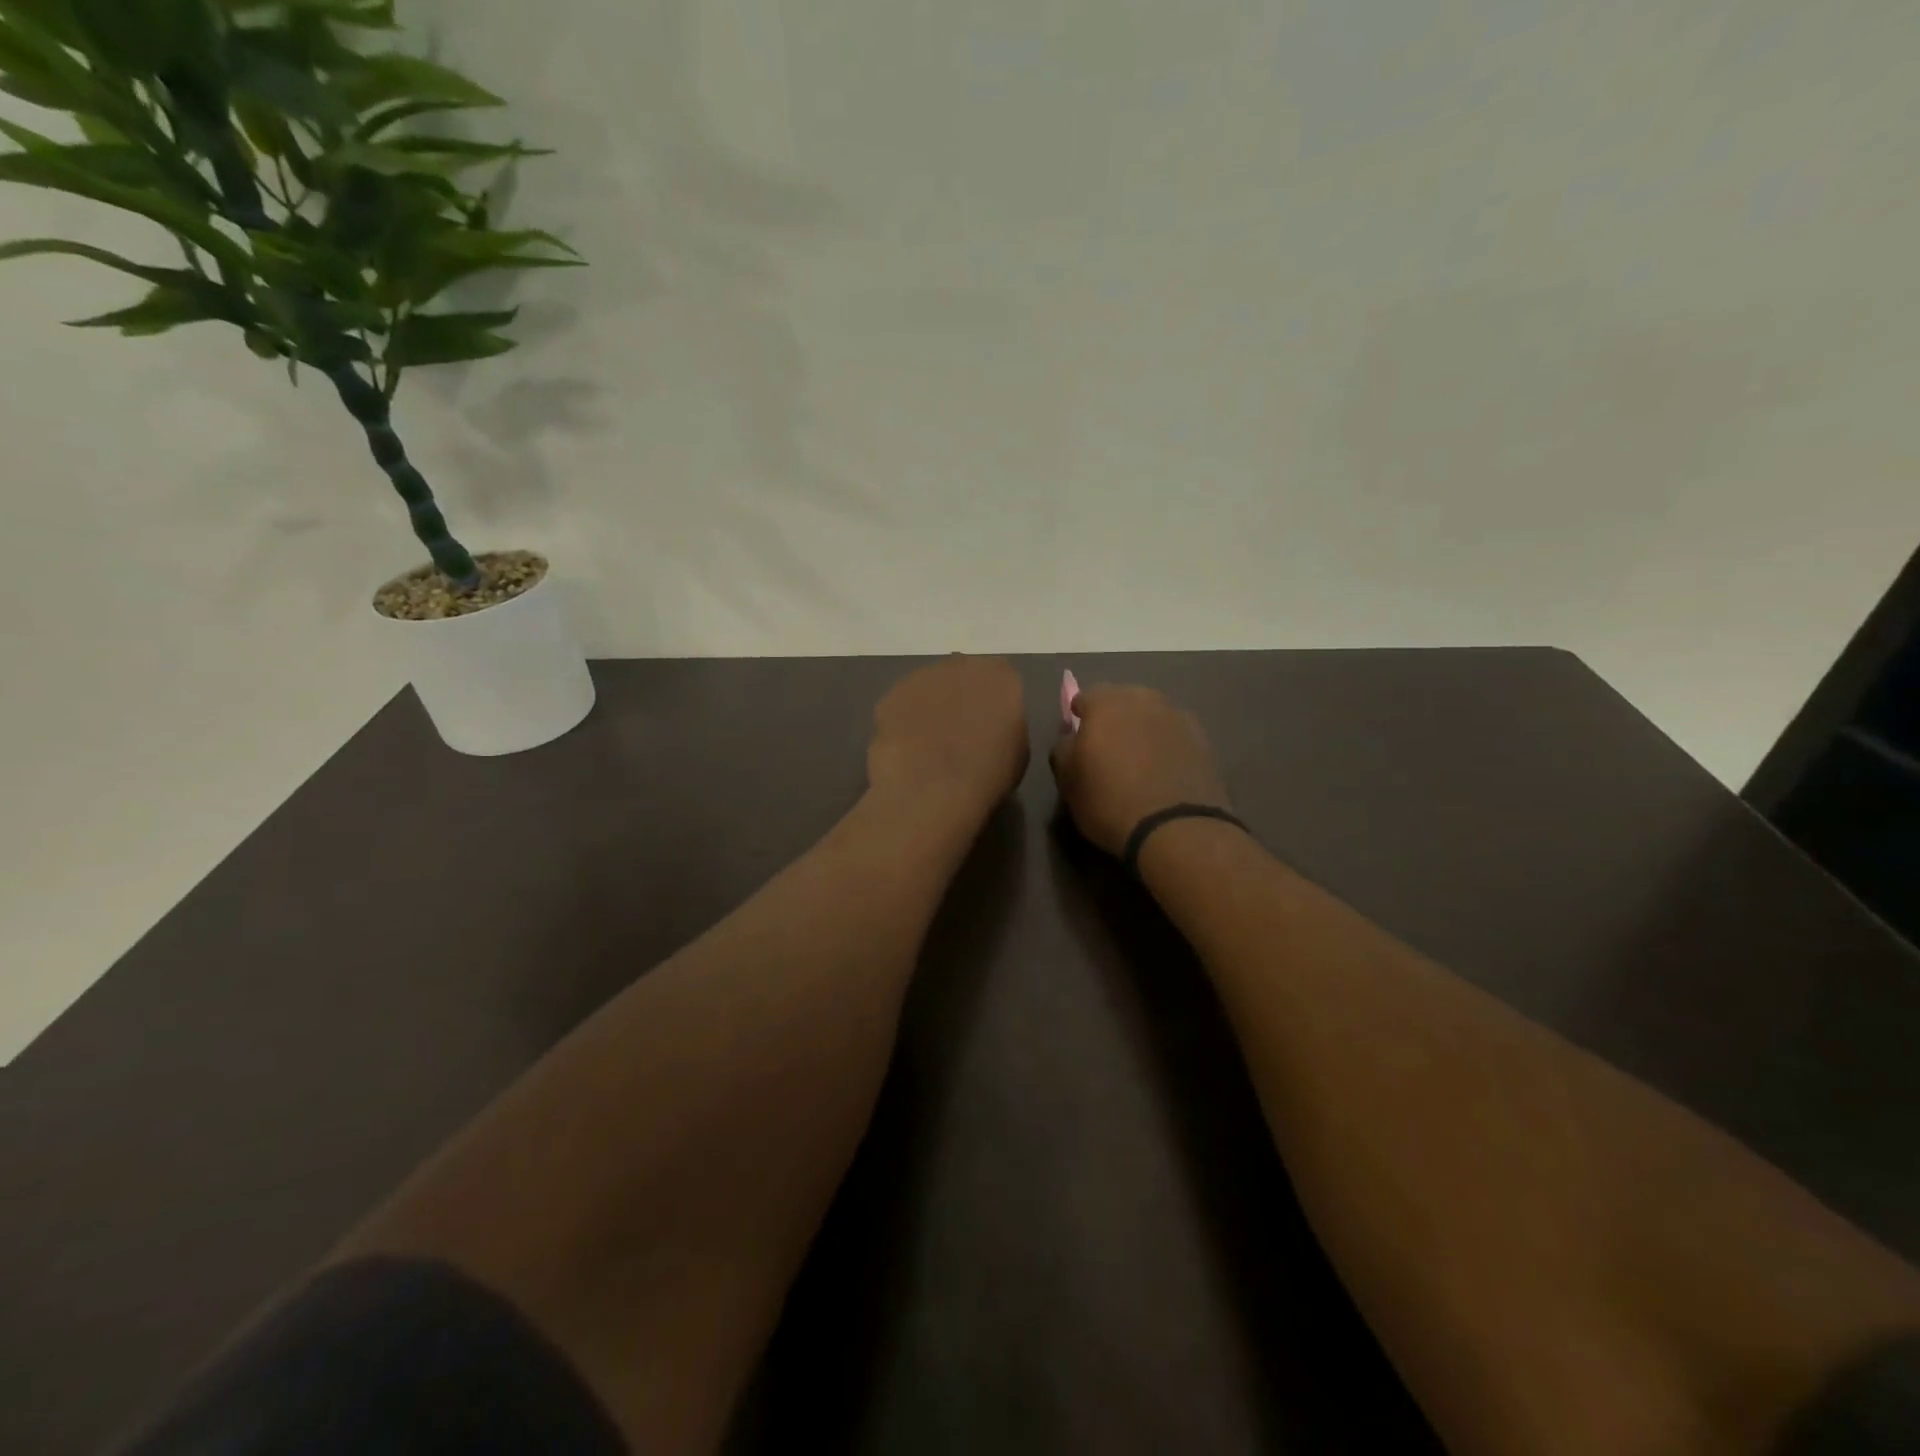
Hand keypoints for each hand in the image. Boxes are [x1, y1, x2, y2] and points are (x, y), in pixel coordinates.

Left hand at [867, 656, 1029, 825]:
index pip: (1001, 677)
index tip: (991, 721)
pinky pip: (901, 705)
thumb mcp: (1018, 751)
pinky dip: (904, 720)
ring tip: (929, 742)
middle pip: (962, 674)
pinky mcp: (890, 696)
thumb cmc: (988, 776)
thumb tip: (990, 724)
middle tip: (959, 729)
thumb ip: (1006, 724)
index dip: (994, 699)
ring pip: (929, 686)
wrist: (933, 791)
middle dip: (961, 694)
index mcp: (1000, 677)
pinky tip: (907, 748)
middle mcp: (961, 666)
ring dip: (930, 705)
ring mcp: (921, 678)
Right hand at [1050, 684, 1230, 856]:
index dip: (1080, 717)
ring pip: (1152, 716)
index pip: (1085, 696)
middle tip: (1109, 750)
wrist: (1176, 829)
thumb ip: (1064, 749)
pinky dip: (1167, 746)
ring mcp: (1179, 716)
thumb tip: (1072, 738)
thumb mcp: (1068, 781)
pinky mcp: (1204, 739)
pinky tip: (1164, 773)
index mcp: (1106, 703)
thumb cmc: (1110, 801)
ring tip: (1139, 763)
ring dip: (1143, 731)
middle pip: (1123, 701)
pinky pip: (1175, 735)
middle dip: (1114, 719)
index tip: (1079, 740)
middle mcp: (1144, 698)